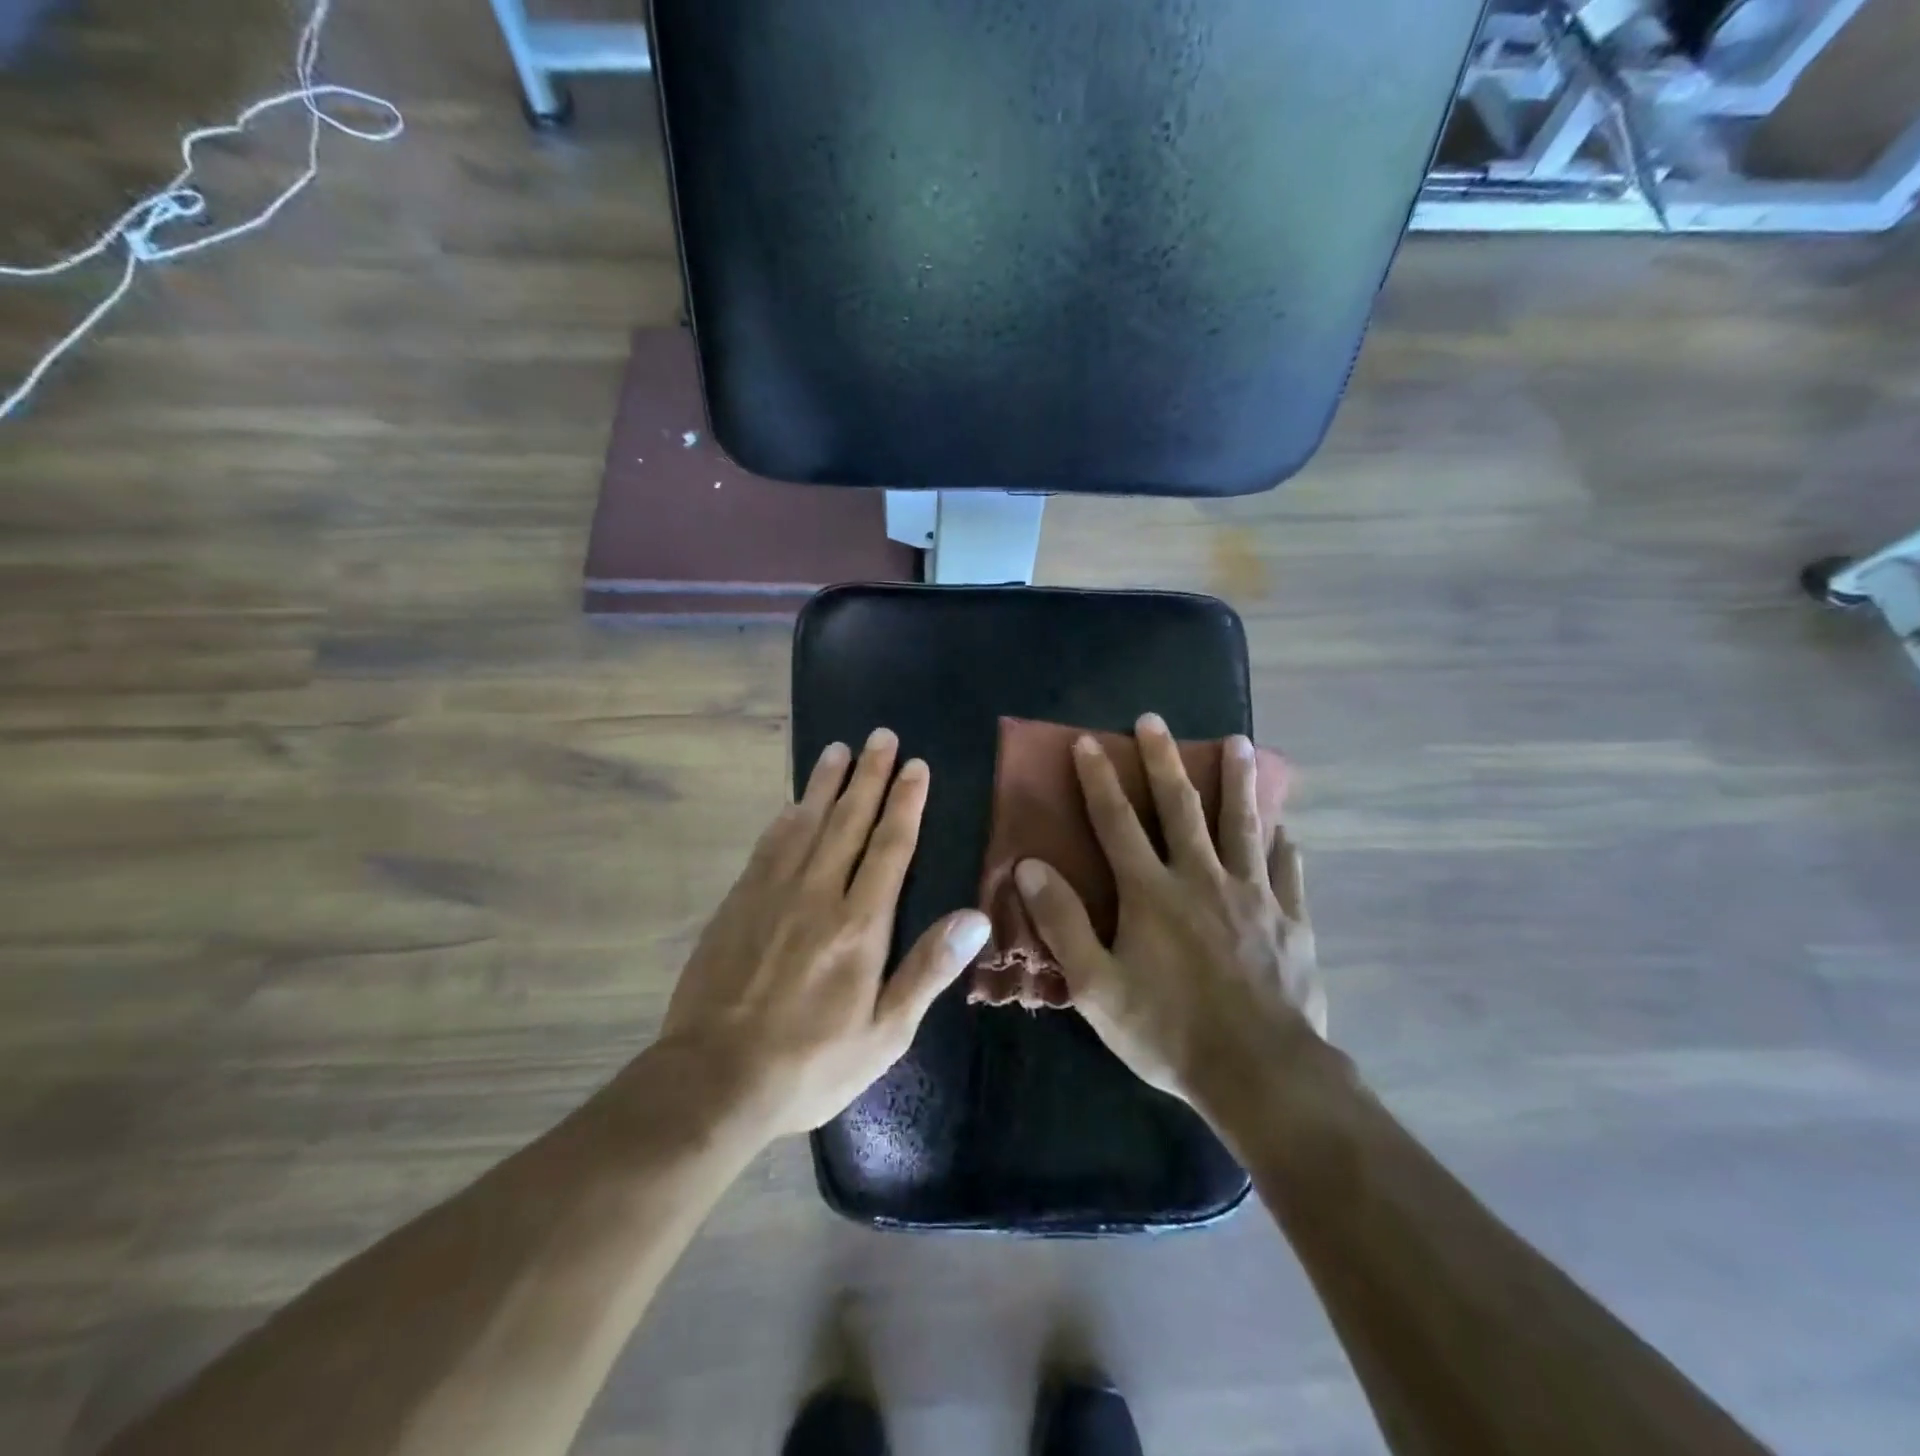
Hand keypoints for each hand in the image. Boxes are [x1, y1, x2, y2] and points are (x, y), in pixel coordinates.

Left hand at [661, 729, 990, 1139]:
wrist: (714, 1079)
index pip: (890, 846)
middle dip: (869, 776)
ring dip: (826, 784)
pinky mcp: (739, 902)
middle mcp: (818, 894)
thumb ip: (928, 969)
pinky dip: (786, 817)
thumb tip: (976, 916)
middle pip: (849, 821)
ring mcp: (773, 893)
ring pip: (806, 822)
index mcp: (860, 924)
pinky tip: (793, 803)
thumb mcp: (885, 1033)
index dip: (905, 803)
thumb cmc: (811, 1062)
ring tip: (840, 749)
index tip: (915, 766)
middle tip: (881, 736)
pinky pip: (768, 845)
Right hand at [1012, 714, 1326, 1106]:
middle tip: (1155, 720)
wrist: (1260, 1073)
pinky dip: (1282, 845)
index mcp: (1151, 891)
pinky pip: (1286, 870)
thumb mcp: (1096, 985)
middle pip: (1179, 807)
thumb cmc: (1168, 1030)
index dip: (1099, 779)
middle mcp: (1201, 877)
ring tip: (1238, 742)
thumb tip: (1029, 865)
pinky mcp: (1290, 919)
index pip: (1117, 821)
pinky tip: (1284, 828)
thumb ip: (1063, 922)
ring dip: (1236, 780)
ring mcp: (1252, 895)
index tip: (1089, 742)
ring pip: (1241, 824)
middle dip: (1163, 760)